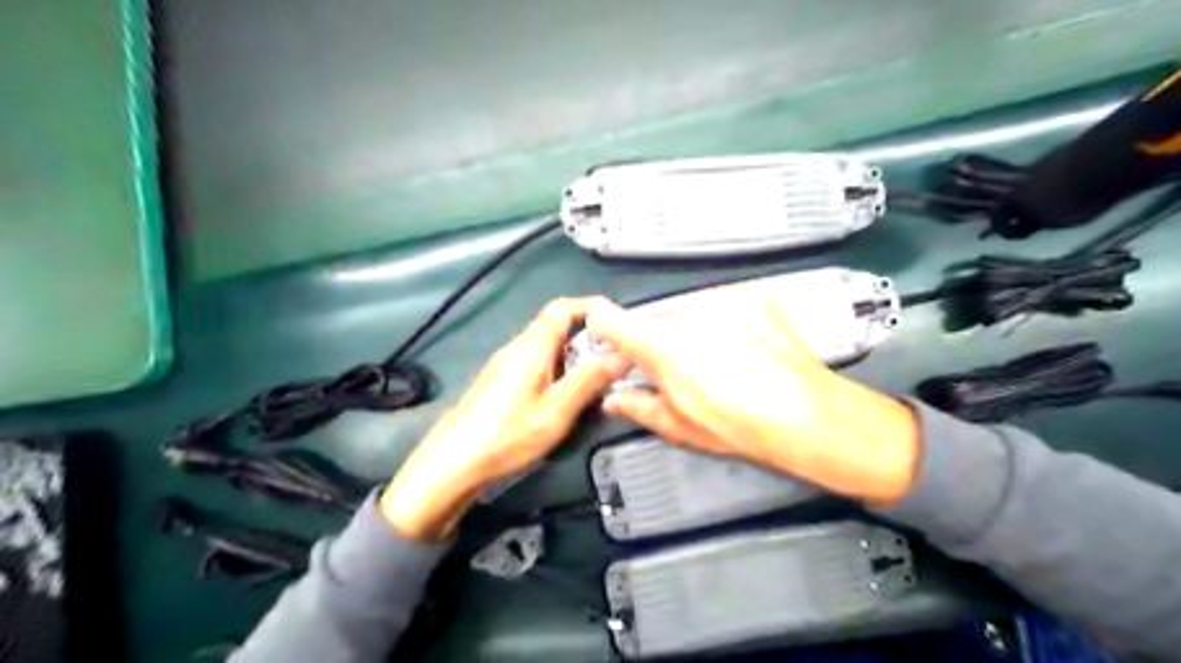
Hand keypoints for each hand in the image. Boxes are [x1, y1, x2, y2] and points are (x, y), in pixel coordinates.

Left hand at [386, 297, 625, 541]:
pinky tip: (568, 399)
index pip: (563, 308)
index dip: (593, 308)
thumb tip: (622, 353)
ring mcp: (507, 365)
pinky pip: (538, 366)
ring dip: (576, 359)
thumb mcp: (556, 411)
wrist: (453, 463)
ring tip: (600, 381)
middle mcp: (518, 348)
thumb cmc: (506, 435)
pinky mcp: (502, 383)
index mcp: (531, 347)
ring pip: (549, 349)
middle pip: (557, 328)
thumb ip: (589, 380)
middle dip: (590, 339)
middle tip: (618, 360)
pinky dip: (560, 373)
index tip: (619, 323)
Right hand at [586, 294, 925, 504]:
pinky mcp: (754, 296)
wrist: (805, 413)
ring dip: (695, 331)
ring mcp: (722, 300)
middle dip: (660, 342)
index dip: (604, 330)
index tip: (611, 344)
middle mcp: (686, 311)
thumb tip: (612, 399)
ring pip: (691, 312)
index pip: (609, 318)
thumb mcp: (678, 426)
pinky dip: (729, 322)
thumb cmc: (735, 425)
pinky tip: (749, 348)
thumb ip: (636, 406)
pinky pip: (726, 307)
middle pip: (657, 320)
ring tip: (724, 361)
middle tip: (684, 371)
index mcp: (659, 343)